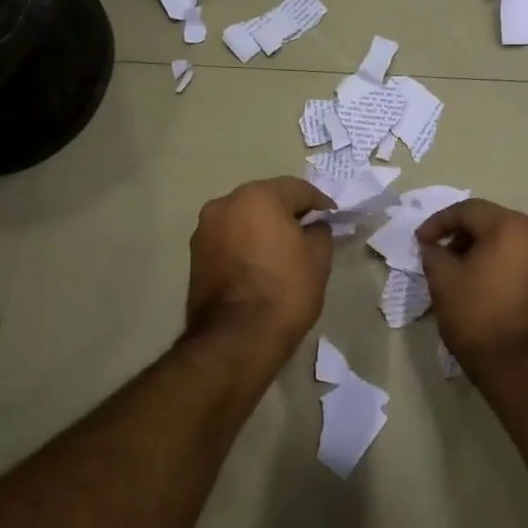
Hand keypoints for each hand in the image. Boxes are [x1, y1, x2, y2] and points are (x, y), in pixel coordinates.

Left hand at [185, 176, 335, 358]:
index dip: (319, 203)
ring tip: (281, 250)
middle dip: (287, 211)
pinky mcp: (195, 254)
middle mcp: (225, 203)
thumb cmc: (285, 291)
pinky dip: (244, 243)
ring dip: (262, 227)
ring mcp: (204, 228)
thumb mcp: (318, 258)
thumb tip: (313, 226)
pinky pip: (228, 238)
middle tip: (307, 231)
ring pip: (243, 218)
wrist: (236, 338)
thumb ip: (319, 231)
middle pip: (265, 199)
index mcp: (258, 196)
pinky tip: (259, 263)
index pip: (297, 189)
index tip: (333, 218)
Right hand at [416, 199, 527, 371]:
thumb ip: (434, 254)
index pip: (468, 210)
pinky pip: (527, 262)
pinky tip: (488, 286)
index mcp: (511, 227)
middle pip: (494, 222)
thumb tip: (434, 247)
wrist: (525, 368)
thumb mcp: (443, 283)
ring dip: (485, 250)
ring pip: (512, 242)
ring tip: (462, 272)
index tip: (420, 242)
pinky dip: (505, 265)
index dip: (439, 222)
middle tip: (440, 255)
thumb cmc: (479, 318)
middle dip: (463, 235)